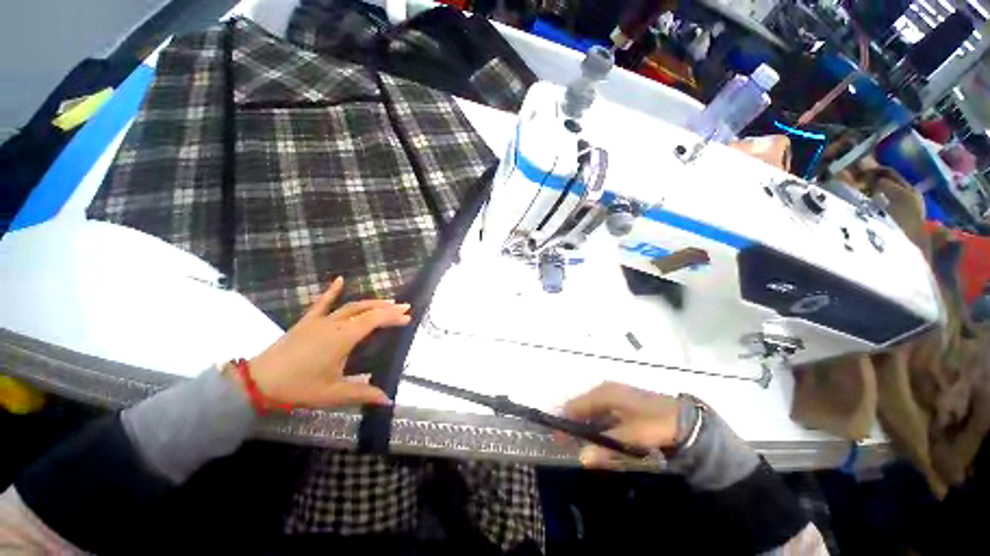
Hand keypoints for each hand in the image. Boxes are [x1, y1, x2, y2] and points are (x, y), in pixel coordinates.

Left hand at [231, 277, 411, 408]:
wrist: (258, 382)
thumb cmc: (298, 387)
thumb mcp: (333, 394)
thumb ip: (362, 393)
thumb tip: (388, 400)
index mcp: (344, 337)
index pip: (375, 320)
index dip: (393, 317)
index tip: (408, 316)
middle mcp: (335, 324)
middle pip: (366, 310)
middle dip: (387, 308)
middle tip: (403, 308)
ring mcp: (320, 321)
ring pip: (351, 306)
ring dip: (371, 303)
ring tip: (386, 302)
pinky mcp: (307, 321)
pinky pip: (321, 302)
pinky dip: (332, 291)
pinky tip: (340, 279)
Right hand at [562, 382, 680, 467]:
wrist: (686, 420)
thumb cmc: (655, 424)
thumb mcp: (630, 437)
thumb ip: (605, 447)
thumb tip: (581, 457)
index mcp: (604, 393)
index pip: (575, 406)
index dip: (564, 422)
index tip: (556, 440)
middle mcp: (605, 391)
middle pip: (581, 408)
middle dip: (573, 425)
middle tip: (565, 445)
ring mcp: (615, 396)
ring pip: (592, 412)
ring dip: (585, 427)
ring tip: (579, 445)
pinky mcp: (623, 405)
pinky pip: (602, 415)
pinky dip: (596, 426)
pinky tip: (597, 439)